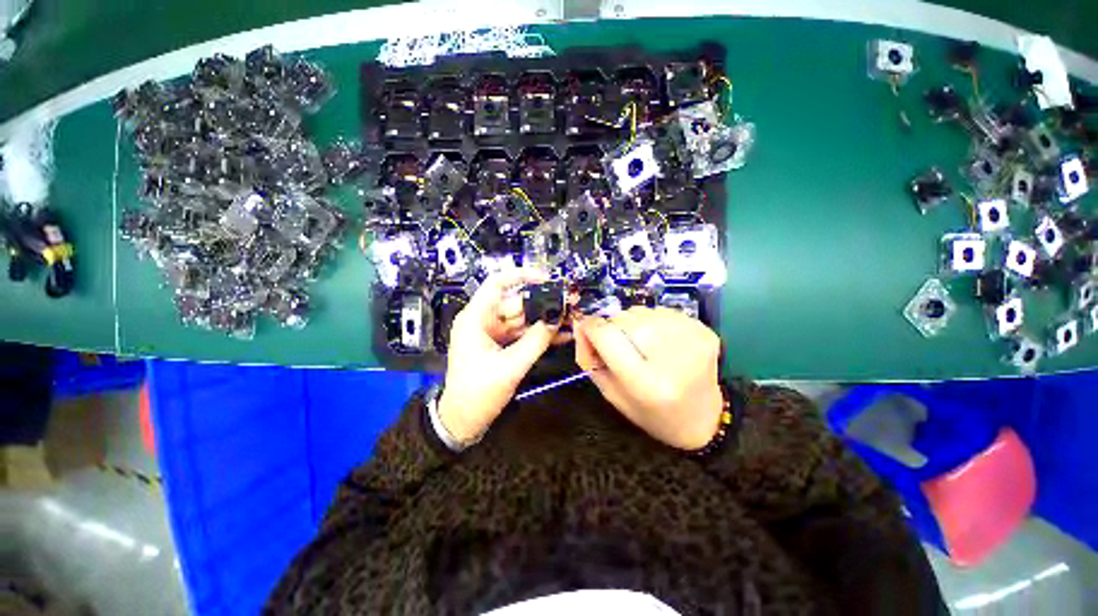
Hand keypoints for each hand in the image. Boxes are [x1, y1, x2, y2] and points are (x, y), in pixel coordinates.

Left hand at [437, 269, 560, 442]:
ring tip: (571, 319)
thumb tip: (556, 319)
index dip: (521, 276)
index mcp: (476, 318)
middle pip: (516, 303)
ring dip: (545, 320)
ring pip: (523, 319)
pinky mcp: (502, 345)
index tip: (546, 278)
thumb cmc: (478, 393)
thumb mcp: (510, 366)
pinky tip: (561, 334)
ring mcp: (494, 333)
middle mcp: (484, 320)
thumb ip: (535, 341)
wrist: (464, 421)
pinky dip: (539, 335)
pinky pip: (523, 334)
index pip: (496, 284)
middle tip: (569, 305)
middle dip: (542, 304)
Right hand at [575, 306, 723, 450]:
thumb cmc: (651, 413)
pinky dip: (652, 321)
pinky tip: (658, 340)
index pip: (607, 335)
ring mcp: (691, 342)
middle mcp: (671, 360)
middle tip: (617, 345)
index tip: (585, 328)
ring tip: (640, 344)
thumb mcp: (612, 394)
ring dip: (631, 323)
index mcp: (646, 384)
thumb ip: (590, 359)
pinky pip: (661, 311)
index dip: (590, 327)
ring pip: (641, 311)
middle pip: (623, 319)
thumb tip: (580, 325)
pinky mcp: (703, 331)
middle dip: (611, 327)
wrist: (703, 419)